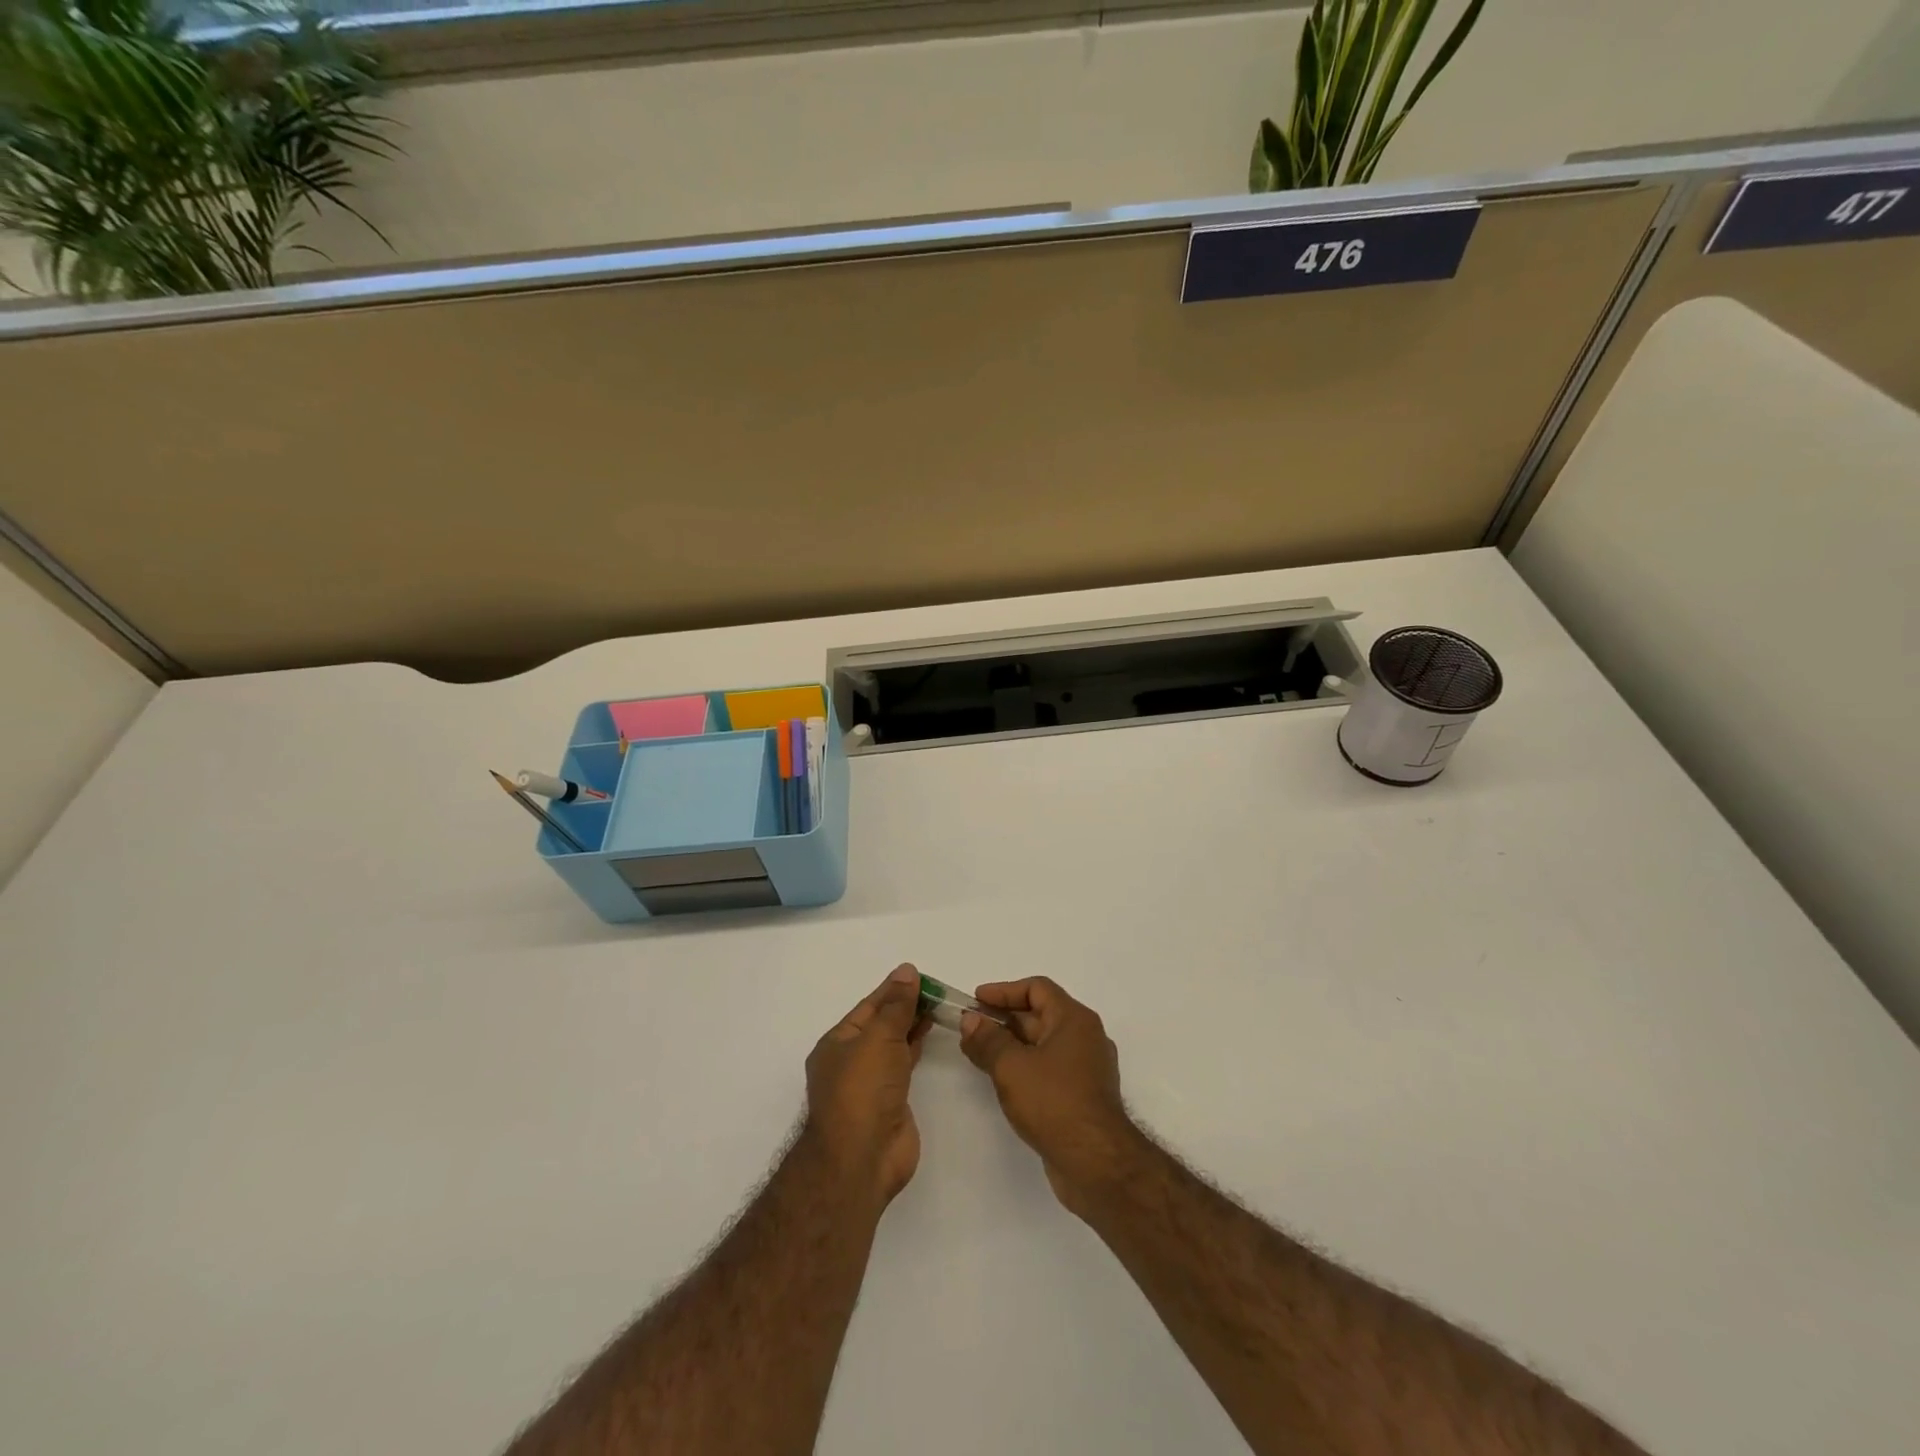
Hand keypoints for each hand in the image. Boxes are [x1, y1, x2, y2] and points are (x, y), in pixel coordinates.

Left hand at [803, 964, 930, 1206]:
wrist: (862, 1158)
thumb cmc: (863, 1090)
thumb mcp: (879, 1038)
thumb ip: (897, 1005)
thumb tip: (906, 971)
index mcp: (838, 1043)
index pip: (869, 1006)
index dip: (894, 989)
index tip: (919, 975)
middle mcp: (851, 1060)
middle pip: (881, 1024)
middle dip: (905, 1006)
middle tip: (936, 989)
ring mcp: (870, 1083)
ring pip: (893, 1044)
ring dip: (912, 1025)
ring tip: (938, 1006)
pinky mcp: (890, 1102)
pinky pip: (903, 1065)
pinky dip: (916, 1048)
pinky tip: (929, 1035)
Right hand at [959, 976, 1141, 1212]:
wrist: (1097, 1164)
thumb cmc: (1054, 1103)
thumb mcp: (1011, 1067)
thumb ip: (988, 1040)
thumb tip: (971, 1020)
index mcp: (1074, 1019)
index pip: (1037, 989)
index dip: (1004, 991)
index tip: (976, 1000)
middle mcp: (1085, 1037)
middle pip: (1040, 1015)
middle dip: (1003, 1019)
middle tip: (970, 1028)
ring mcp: (1086, 1069)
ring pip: (1043, 1045)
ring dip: (1011, 1045)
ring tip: (979, 1053)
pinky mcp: (1082, 1097)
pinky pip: (1049, 1069)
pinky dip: (1024, 1067)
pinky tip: (1002, 1081)